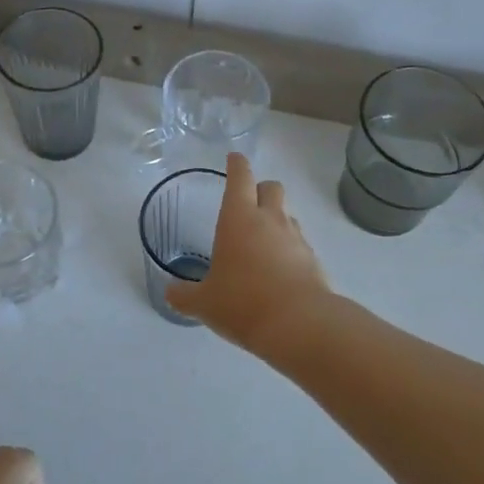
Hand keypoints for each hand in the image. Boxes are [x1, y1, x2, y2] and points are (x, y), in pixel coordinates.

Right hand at [165, 153, 332, 353]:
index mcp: (239, 218)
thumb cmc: (242, 303)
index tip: (234, 158)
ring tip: (260, 244)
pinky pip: (299, 244)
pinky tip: (277, 272)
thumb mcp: (203, 303)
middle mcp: (270, 220)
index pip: (240, 177)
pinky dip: (288, 249)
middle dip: (260, 189)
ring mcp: (296, 238)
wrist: (299, 325)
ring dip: (275, 220)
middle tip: (247, 205)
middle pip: (272, 187)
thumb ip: (184, 295)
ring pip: (287, 215)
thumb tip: (170, 293)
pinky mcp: (313, 260)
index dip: (236, 164)